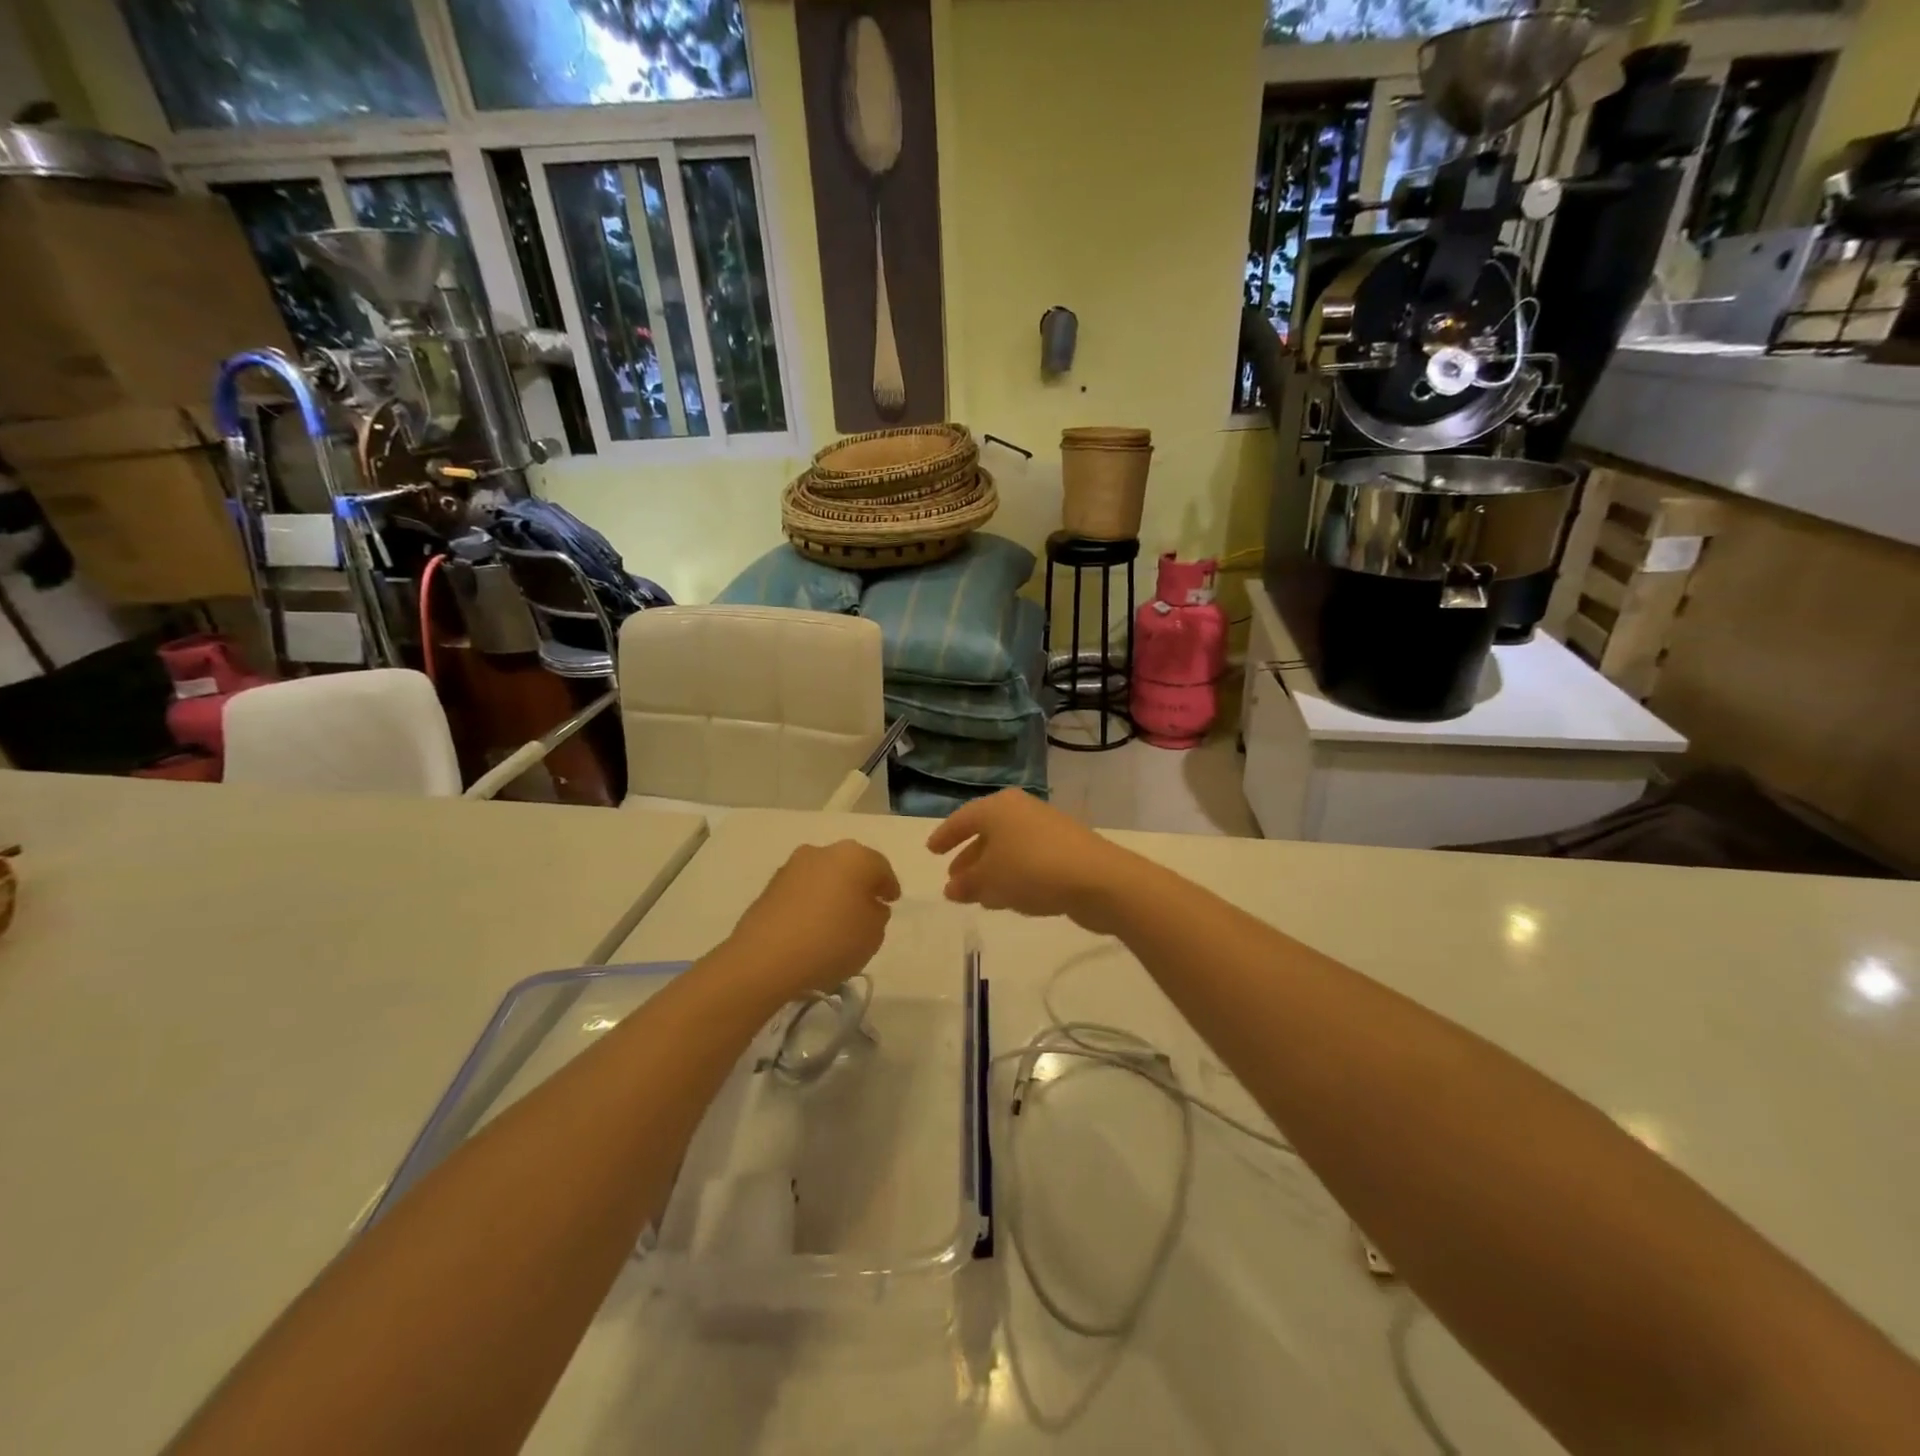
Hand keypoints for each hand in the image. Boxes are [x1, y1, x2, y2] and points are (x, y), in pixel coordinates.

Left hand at [724, 841, 901, 1003]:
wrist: (765, 958)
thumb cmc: (832, 941)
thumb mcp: (873, 934)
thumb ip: (877, 915)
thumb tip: (868, 906)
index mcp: (855, 856)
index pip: (881, 868)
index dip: (889, 886)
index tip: (891, 902)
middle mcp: (823, 852)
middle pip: (850, 866)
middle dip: (859, 885)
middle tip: (866, 909)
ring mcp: (793, 866)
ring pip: (823, 876)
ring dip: (832, 892)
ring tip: (836, 920)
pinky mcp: (770, 886)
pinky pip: (802, 891)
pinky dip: (810, 903)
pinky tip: (812, 926)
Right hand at [926, 790, 1136, 931]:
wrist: (1097, 879)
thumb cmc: (1032, 870)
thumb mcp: (990, 880)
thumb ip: (967, 883)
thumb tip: (951, 887)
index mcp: (998, 808)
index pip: (963, 819)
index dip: (945, 836)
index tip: (930, 851)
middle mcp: (1021, 811)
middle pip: (987, 833)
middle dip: (969, 858)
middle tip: (953, 879)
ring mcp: (1045, 829)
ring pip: (1008, 849)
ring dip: (990, 871)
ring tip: (977, 896)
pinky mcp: (1065, 850)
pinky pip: (1027, 861)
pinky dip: (1012, 876)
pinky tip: (1008, 898)